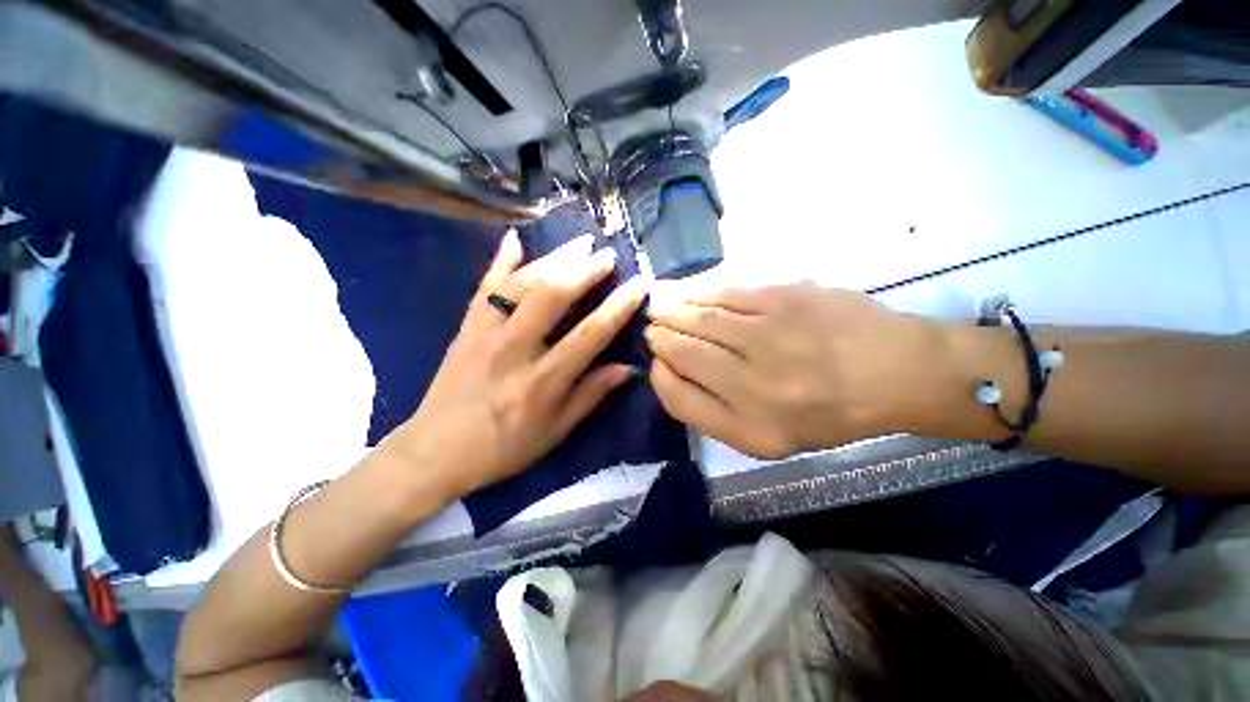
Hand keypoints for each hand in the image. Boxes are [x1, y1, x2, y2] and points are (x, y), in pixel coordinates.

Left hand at [383, 230, 645, 497]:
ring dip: (553, 258)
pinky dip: (500, 260)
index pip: (589, 335)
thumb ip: (591, 394)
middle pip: (552, 297)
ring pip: (522, 284)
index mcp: (542, 381)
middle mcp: (514, 350)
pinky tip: (515, 238)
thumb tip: (628, 368)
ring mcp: (485, 334)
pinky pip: (485, 287)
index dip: (618, 307)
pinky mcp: (466, 328)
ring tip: (579, 242)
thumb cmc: (504, 447)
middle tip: (607, 255)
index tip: (639, 284)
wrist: (435, 451)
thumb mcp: (556, 431)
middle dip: (584, 270)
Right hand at [645, 283, 940, 458]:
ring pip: (698, 319)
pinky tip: (685, 291)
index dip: (659, 375)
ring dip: (670, 310)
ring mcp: (770, 338)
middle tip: (651, 326)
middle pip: (683, 353)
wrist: (897, 371)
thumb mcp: (770, 436)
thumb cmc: (831, 412)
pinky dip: (696, 291)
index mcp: (751, 430)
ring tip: (658, 306)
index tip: (656, 361)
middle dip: (658, 337)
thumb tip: (670, 369)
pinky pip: (723, 292)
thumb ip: (714, 410)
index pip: (677, 399)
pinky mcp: (783, 299)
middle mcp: (756, 387)